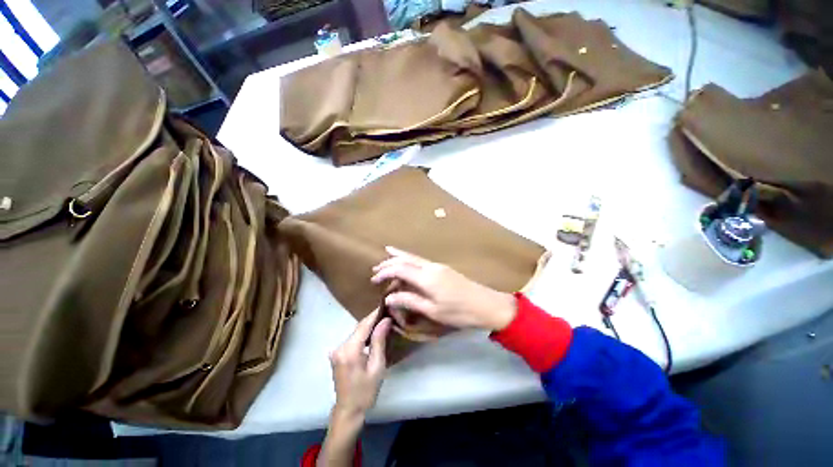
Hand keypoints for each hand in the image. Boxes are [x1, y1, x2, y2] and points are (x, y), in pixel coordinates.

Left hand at [329, 309, 391, 419]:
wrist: (348, 411)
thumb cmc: (366, 392)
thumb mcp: (377, 367)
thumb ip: (379, 341)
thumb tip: (385, 320)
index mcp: (349, 350)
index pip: (364, 325)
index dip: (375, 314)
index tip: (386, 304)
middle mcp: (340, 347)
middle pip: (359, 327)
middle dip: (373, 319)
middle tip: (388, 312)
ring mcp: (336, 350)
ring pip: (356, 332)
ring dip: (368, 326)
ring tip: (383, 320)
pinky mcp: (337, 354)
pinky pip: (353, 338)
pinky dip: (363, 334)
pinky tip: (373, 333)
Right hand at [370, 246, 516, 330]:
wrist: (486, 304)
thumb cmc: (459, 312)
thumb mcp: (433, 311)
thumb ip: (410, 301)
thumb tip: (389, 297)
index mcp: (427, 277)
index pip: (400, 269)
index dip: (385, 272)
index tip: (373, 279)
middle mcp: (430, 267)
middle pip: (405, 259)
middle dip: (389, 262)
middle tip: (375, 269)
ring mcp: (438, 265)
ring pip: (413, 257)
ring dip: (399, 258)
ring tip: (386, 256)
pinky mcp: (443, 268)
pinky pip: (420, 260)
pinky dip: (409, 259)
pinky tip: (407, 261)